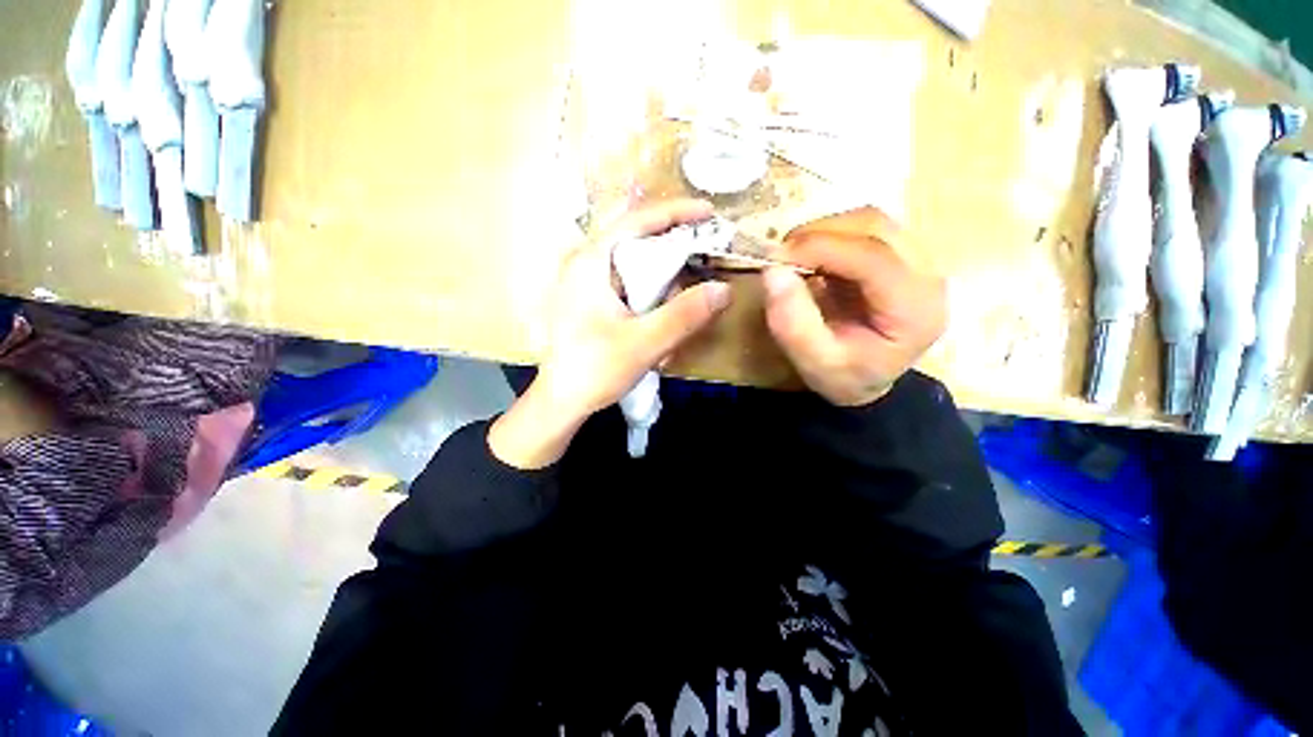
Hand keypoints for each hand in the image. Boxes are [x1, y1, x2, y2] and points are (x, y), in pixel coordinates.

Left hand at [490, 200, 732, 468]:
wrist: (561, 402)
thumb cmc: (594, 370)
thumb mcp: (644, 343)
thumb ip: (684, 315)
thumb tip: (723, 289)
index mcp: (592, 262)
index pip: (637, 220)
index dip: (676, 212)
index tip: (709, 213)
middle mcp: (586, 263)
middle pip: (636, 239)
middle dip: (672, 244)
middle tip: (704, 254)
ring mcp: (585, 282)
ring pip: (633, 262)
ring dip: (662, 270)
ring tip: (687, 285)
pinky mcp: (591, 300)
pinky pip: (627, 282)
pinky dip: (650, 288)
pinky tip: (662, 308)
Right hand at [762, 207, 945, 406]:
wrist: (868, 379)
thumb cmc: (845, 376)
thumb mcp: (814, 363)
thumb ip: (792, 324)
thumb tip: (773, 271)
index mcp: (915, 309)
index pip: (874, 258)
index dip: (822, 248)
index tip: (777, 257)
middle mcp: (927, 275)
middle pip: (876, 227)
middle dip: (821, 233)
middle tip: (782, 256)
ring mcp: (917, 260)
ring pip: (871, 221)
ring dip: (825, 231)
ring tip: (794, 257)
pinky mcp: (899, 254)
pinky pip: (863, 229)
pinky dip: (830, 235)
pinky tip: (812, 258)